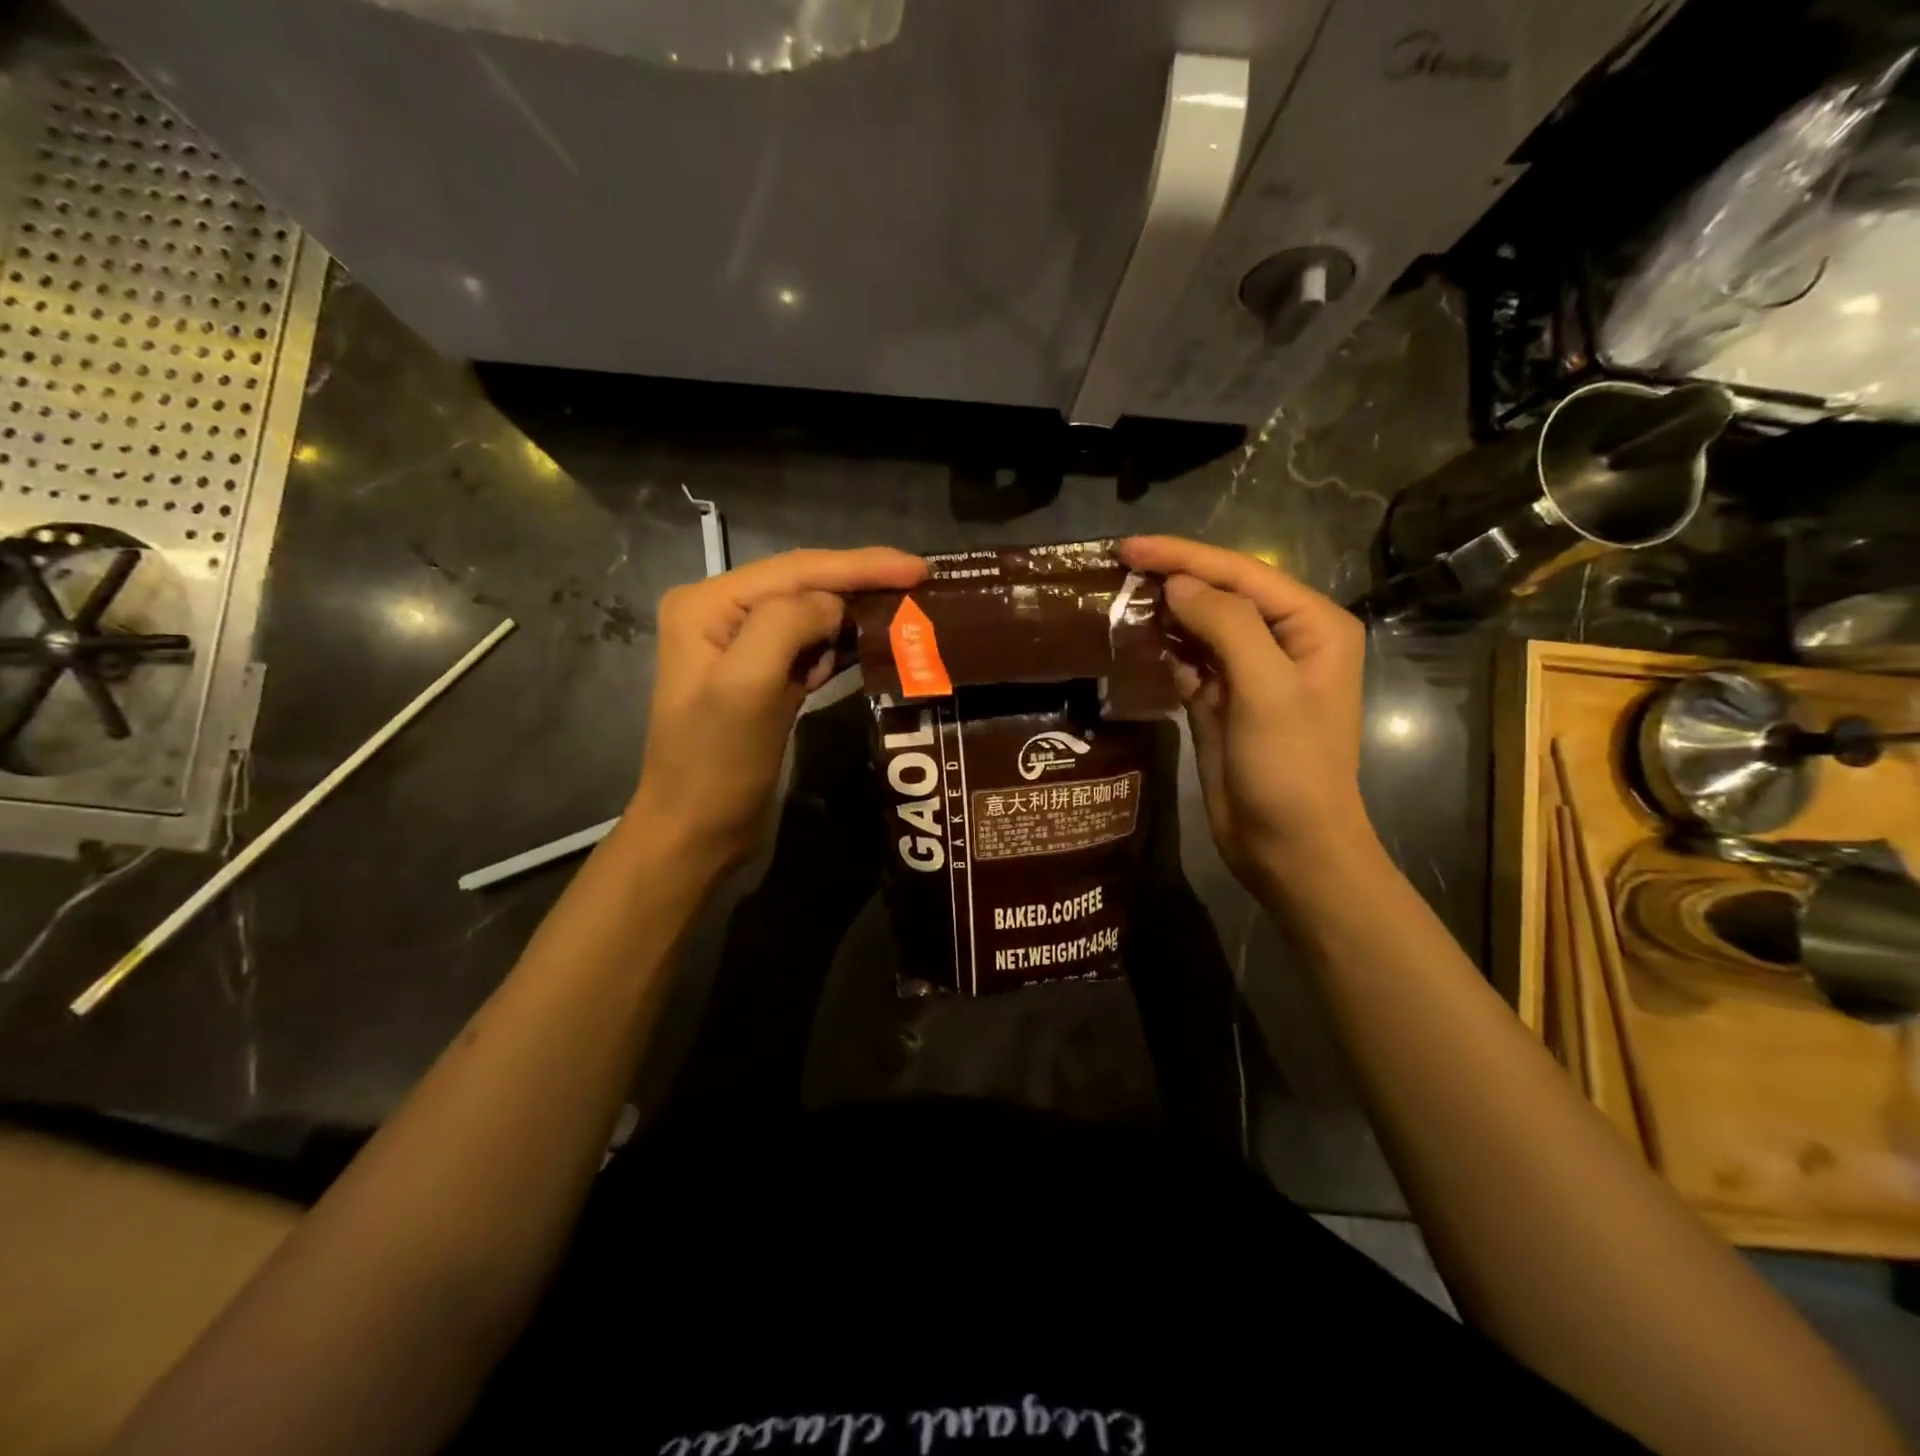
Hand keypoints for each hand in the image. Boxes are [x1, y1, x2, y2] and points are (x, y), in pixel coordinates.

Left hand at [630, 547, 924, 874]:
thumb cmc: (716, 765)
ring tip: (913, 607)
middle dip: (863, 582)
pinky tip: (877, 643)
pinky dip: (844, 644)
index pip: (797, 569)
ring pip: (814, 614)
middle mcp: (723, 614)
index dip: (861, 564)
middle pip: (806, 584)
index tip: (920, 568)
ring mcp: (744, 647)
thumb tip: (835, 605)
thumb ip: (786, 626)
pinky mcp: (765, 677)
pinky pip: (812, 647)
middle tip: (925, 583)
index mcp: (709, 604)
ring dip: (859, 611)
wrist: (696, 832)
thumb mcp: (745, 689)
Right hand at [1119, 536, 1374, 900]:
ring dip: (1163, 611)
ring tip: (1117, 594)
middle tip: (1116, 566)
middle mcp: (1284, 640)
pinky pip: (1190, 660)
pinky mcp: (1223, 700)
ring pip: (1201, 625)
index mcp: (1311, 626)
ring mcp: (1251, 672)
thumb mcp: (1266, 690)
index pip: (1242, 574)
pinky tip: (1134, 637)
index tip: (1128, 546)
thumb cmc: (1290, 768)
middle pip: (1221, 594)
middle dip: (1172, 578)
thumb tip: (1177, 586)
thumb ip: (1227, 626)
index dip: (1184, 557)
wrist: (1289, 846)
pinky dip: (1163, 648)